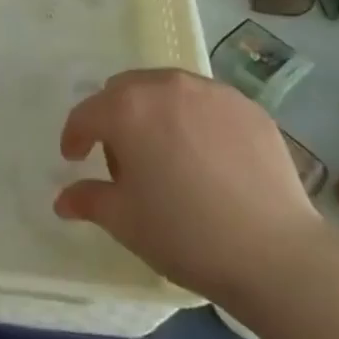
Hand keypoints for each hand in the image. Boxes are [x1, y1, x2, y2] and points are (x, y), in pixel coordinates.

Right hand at [54, 68, 324, 308]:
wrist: (275, 252)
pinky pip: (207, 103)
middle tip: (123, 159)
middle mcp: (167, 86)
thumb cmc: (185, 235)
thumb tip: (63, 199)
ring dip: (155, 113)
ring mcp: (212, 91)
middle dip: (114, 118)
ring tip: (166, 154)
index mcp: (128, 109)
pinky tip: (208, 158)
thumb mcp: (125, 222)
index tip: (75, 158)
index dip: (75, 136)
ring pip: (167, 90)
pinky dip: (195, 120)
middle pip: (125, 90)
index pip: (87, 113)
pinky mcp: (248, 106)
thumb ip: (89, 200)